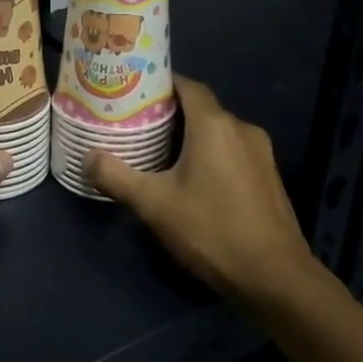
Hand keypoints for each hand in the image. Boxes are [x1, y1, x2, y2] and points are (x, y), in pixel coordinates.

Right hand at [85, 75, 332, 310]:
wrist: (275, 277)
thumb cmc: (212, 231)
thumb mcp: (154, 205)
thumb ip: (116, 177)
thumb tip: (86, 157)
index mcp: (215, 125)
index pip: (187, 85)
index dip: (159, 84)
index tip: (131, 92)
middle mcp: (242, 129)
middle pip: (201, 108)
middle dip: (168, 113)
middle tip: (134, 123)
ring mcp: (261, 153)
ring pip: (217, 131)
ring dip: (189, 136)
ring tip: (156, 151)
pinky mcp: (268, 177)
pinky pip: (232, 151)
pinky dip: (209, 154)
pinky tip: (190, 178)